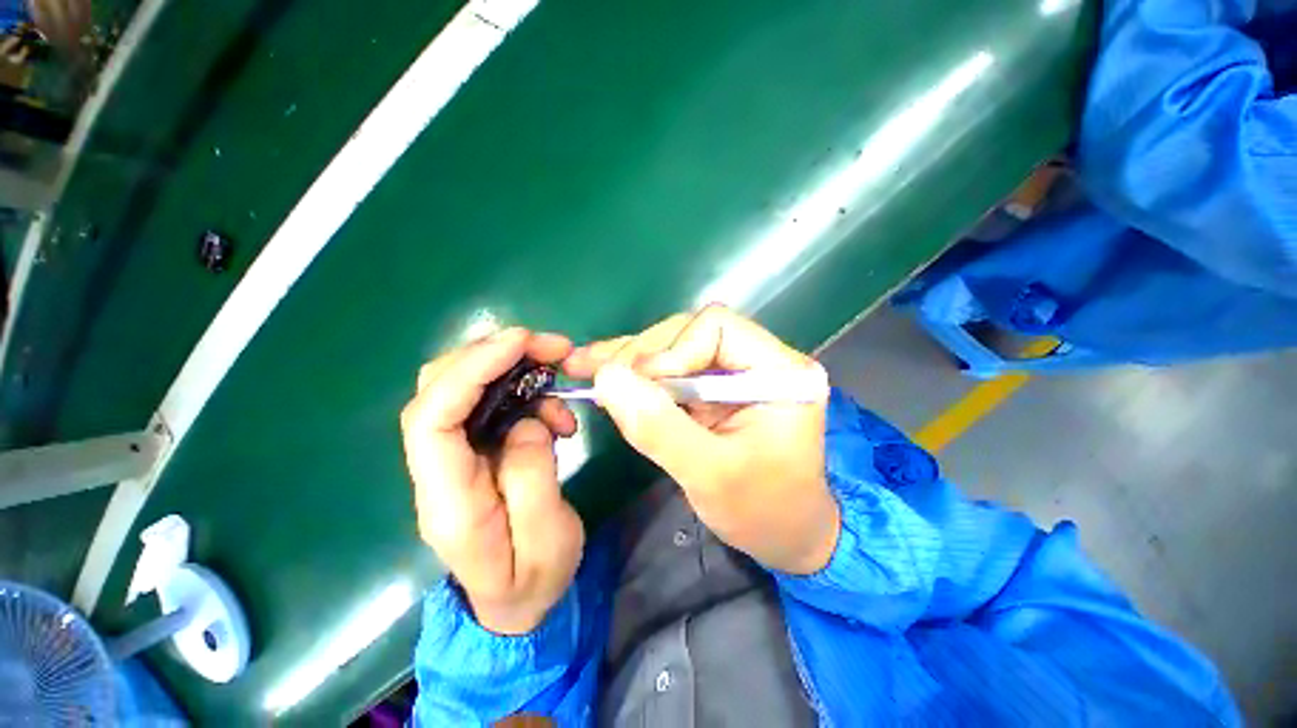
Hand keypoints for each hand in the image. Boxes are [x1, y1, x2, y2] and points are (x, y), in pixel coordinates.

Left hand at [401, 328, 583, 634]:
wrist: (516, 605)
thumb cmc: (532, 583)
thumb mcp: (547, 542)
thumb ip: (533, 478)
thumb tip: (528, 421)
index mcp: (448, 501)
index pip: (431, 419)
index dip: (470, 370)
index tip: (519, 343)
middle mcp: (439, 471)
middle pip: (439, 390)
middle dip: (493, 354)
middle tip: (552, 347)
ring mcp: (455, 457)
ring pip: (465, 388)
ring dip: (515, 370)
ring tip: (561, 380)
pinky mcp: (477, 450)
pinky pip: (493, 404)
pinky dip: (527, 393)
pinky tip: (557, 414)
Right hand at [565, 305, 838, 574]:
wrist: (782, 534)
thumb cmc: (761, 511)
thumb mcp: (710, 475)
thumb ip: (659, 427)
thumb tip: (607, 378)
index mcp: (780, 371)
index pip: (717, 328)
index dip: (671, 351)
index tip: (640, 387)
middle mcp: (758, 360)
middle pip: (690, 332)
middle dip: (643, 355)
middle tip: (600, 377)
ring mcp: (734, 372)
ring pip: (674, 347)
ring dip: (629, 360)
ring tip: (583, 365)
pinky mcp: (713, 389)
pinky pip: (670, 370)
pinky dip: (636, 375)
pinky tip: (601, 372)